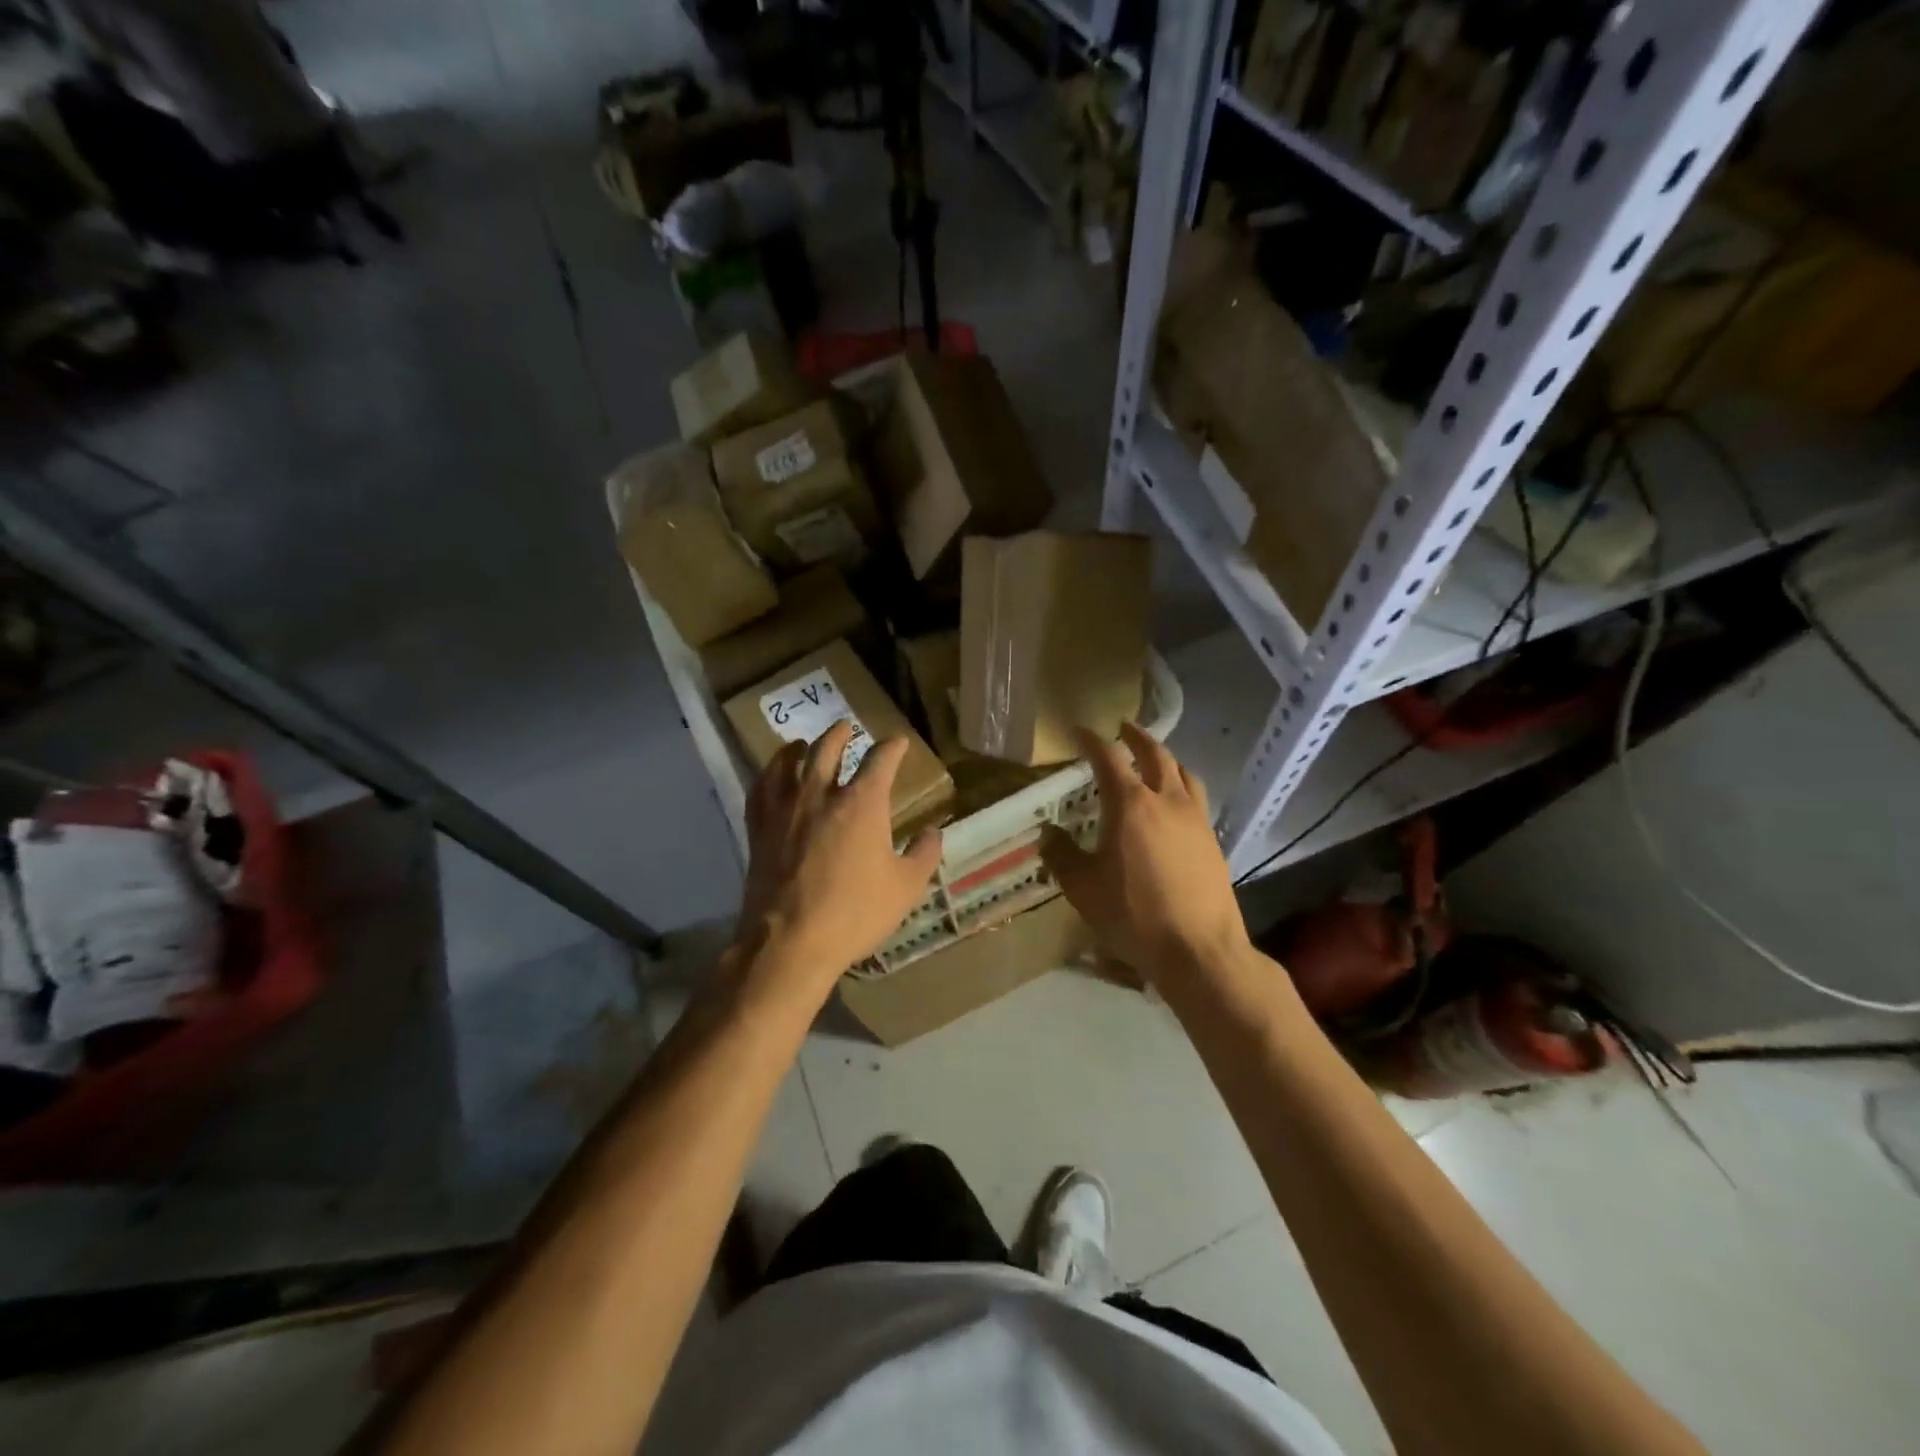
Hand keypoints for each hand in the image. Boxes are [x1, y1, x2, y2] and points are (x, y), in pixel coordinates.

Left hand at [734, 720, 942, 1002]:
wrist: (790, 941)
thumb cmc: (855, 912)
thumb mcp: (906, 887)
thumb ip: (923, 854)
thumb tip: (933, 832)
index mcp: (862, 802)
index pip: (880, 759)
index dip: (892, 747)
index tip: (898, 743)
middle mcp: (822, 794)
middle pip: (828, 748)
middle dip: (841, 733)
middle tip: (847, 727)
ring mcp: (785, 808)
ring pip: (788, 761)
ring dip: (799, 747)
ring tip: (802, 743)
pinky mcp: (759, 828)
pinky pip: (760, 788)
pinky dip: (768, 774)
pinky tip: (770, 776)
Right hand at [1040, 724, 1250, 983]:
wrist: (1199, 950)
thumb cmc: (1134, 915)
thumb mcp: (1083, 888)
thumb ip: (1062, 856)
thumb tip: (1049, 833)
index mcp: (1131, 804)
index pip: (1109, 758)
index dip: (1092, 740)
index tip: (1080, 730)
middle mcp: (1167, 801)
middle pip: (1155, 754)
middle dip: (1137, 738)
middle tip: (1123, 729)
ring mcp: (1196, 819)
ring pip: (1184, 773)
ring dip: (1166, 758)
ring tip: (1155, 760)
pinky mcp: (1213, 841)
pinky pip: (1197, 798)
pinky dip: (1182, 786)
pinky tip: (1175, 806)